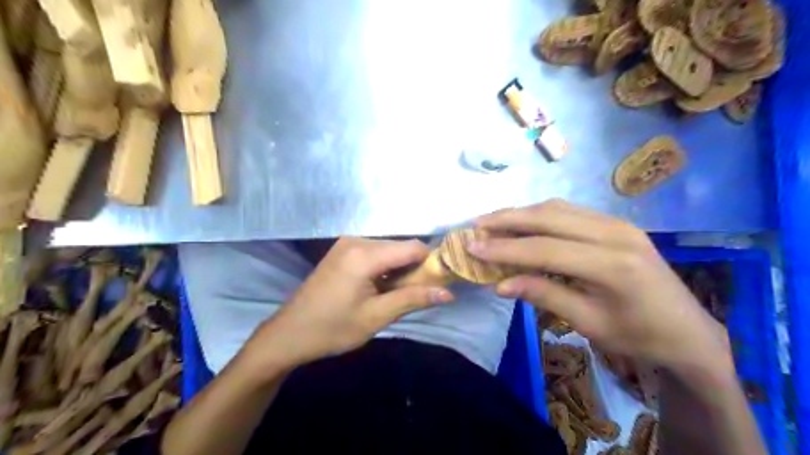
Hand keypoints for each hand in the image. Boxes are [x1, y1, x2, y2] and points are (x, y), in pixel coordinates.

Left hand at [241, 237, 454, 370]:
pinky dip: (385, 268)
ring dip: (400, 269)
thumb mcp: (376, 316)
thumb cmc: (332, 329)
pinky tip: (380, 288)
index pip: (413, 247)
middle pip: (401, 247)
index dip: (431, 263)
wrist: (288, 334)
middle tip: (417, 295)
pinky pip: (375, 253)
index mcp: (364, 254)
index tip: (440, 283)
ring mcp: (347, 243)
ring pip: (389, 250)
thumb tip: (448, 293)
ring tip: (397, 295)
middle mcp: (357, 239)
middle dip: (415, 268)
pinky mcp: (342, 250)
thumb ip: (413, 299)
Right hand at [469, 201, 727, 374]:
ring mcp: (618, 224)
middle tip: (476, 224)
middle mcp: (616, 233)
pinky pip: (571, 211)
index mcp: (612, 265)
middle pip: (550, 217)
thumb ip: (544, 296)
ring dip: (522, 213)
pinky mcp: (617, 224)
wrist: (690, 332)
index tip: (472, 246)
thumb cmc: (639, 336)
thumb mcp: (589, 323)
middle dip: (508, 219)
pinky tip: (524, 223)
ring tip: (493, 221)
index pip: (546, 249)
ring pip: (558, 208)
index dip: (505, 248)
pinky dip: (541, 215)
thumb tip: (499, 285)